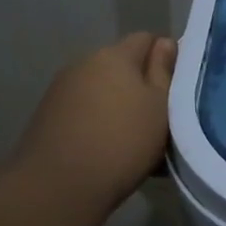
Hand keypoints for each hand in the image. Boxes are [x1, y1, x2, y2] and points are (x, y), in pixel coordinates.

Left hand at [11, 32, 176, 213]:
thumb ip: (164, 72)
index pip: (146, 39)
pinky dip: (101, 124)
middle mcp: (84, 64)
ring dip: (120, 107)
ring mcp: (61, 91)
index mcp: (114, 55)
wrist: (58, 186)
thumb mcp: (160, 106)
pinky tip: (110, 153)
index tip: (177, 88)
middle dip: (142, 85)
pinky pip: (86, 112)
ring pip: (103, 91)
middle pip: (122, 66)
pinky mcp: (48, 118)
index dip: (165, 58)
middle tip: (162, 119)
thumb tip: (164, 43)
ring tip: (136, 140)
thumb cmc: (122, 141)